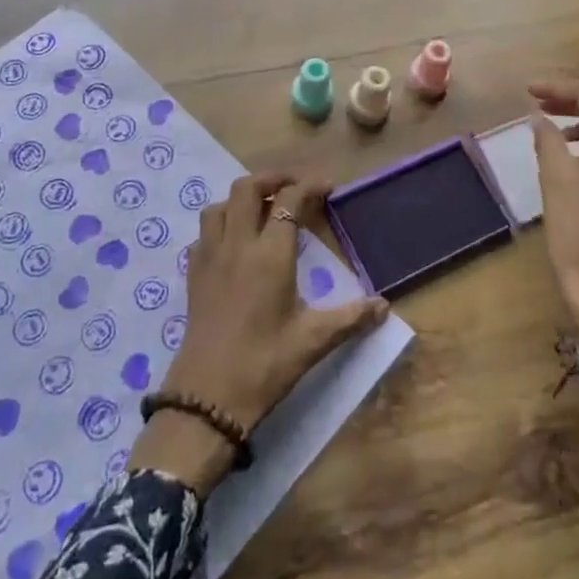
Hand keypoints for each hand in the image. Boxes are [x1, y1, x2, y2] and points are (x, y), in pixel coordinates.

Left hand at [129, 172, 388, 492]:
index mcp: (270, 254)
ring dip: (241, 199)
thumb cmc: (265, 365)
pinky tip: (233, 244)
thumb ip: (351, 318)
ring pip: (219, 206)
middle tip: (294, 187)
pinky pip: (203, 234)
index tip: (327, 186)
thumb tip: (384, 306)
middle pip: (247, 188)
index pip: (288, 200)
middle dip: (272, 178)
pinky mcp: (193, 276)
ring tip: (262, 210)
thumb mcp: (314, 341)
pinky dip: (220, 225)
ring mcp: (210, 258)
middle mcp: (237, 245)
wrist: (207, 399)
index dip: (308, 185)